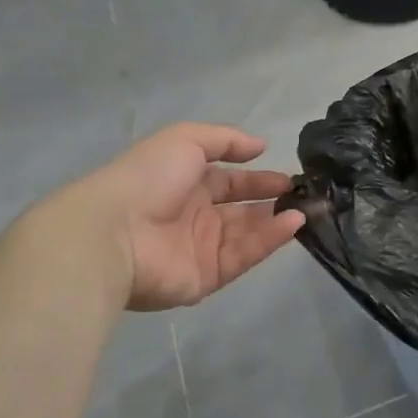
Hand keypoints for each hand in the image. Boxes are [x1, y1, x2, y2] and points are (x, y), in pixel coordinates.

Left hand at [47, 124, 305, 310]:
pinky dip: (269, 241)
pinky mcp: (207, 277)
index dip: (258, 179)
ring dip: (277, 221)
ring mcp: (201, 249)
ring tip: (305, 210)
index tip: (289, 178)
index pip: (230, 182)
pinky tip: (293, 224)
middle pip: (242, 211)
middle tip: (304, 197)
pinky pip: (244, 256)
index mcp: (186, 185)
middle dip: (273, 202)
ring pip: (248, 234)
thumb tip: (261, 146)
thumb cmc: (148, 179)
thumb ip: (226, 140)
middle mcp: (195, 217)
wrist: (112, 233)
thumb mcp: (186, 140)